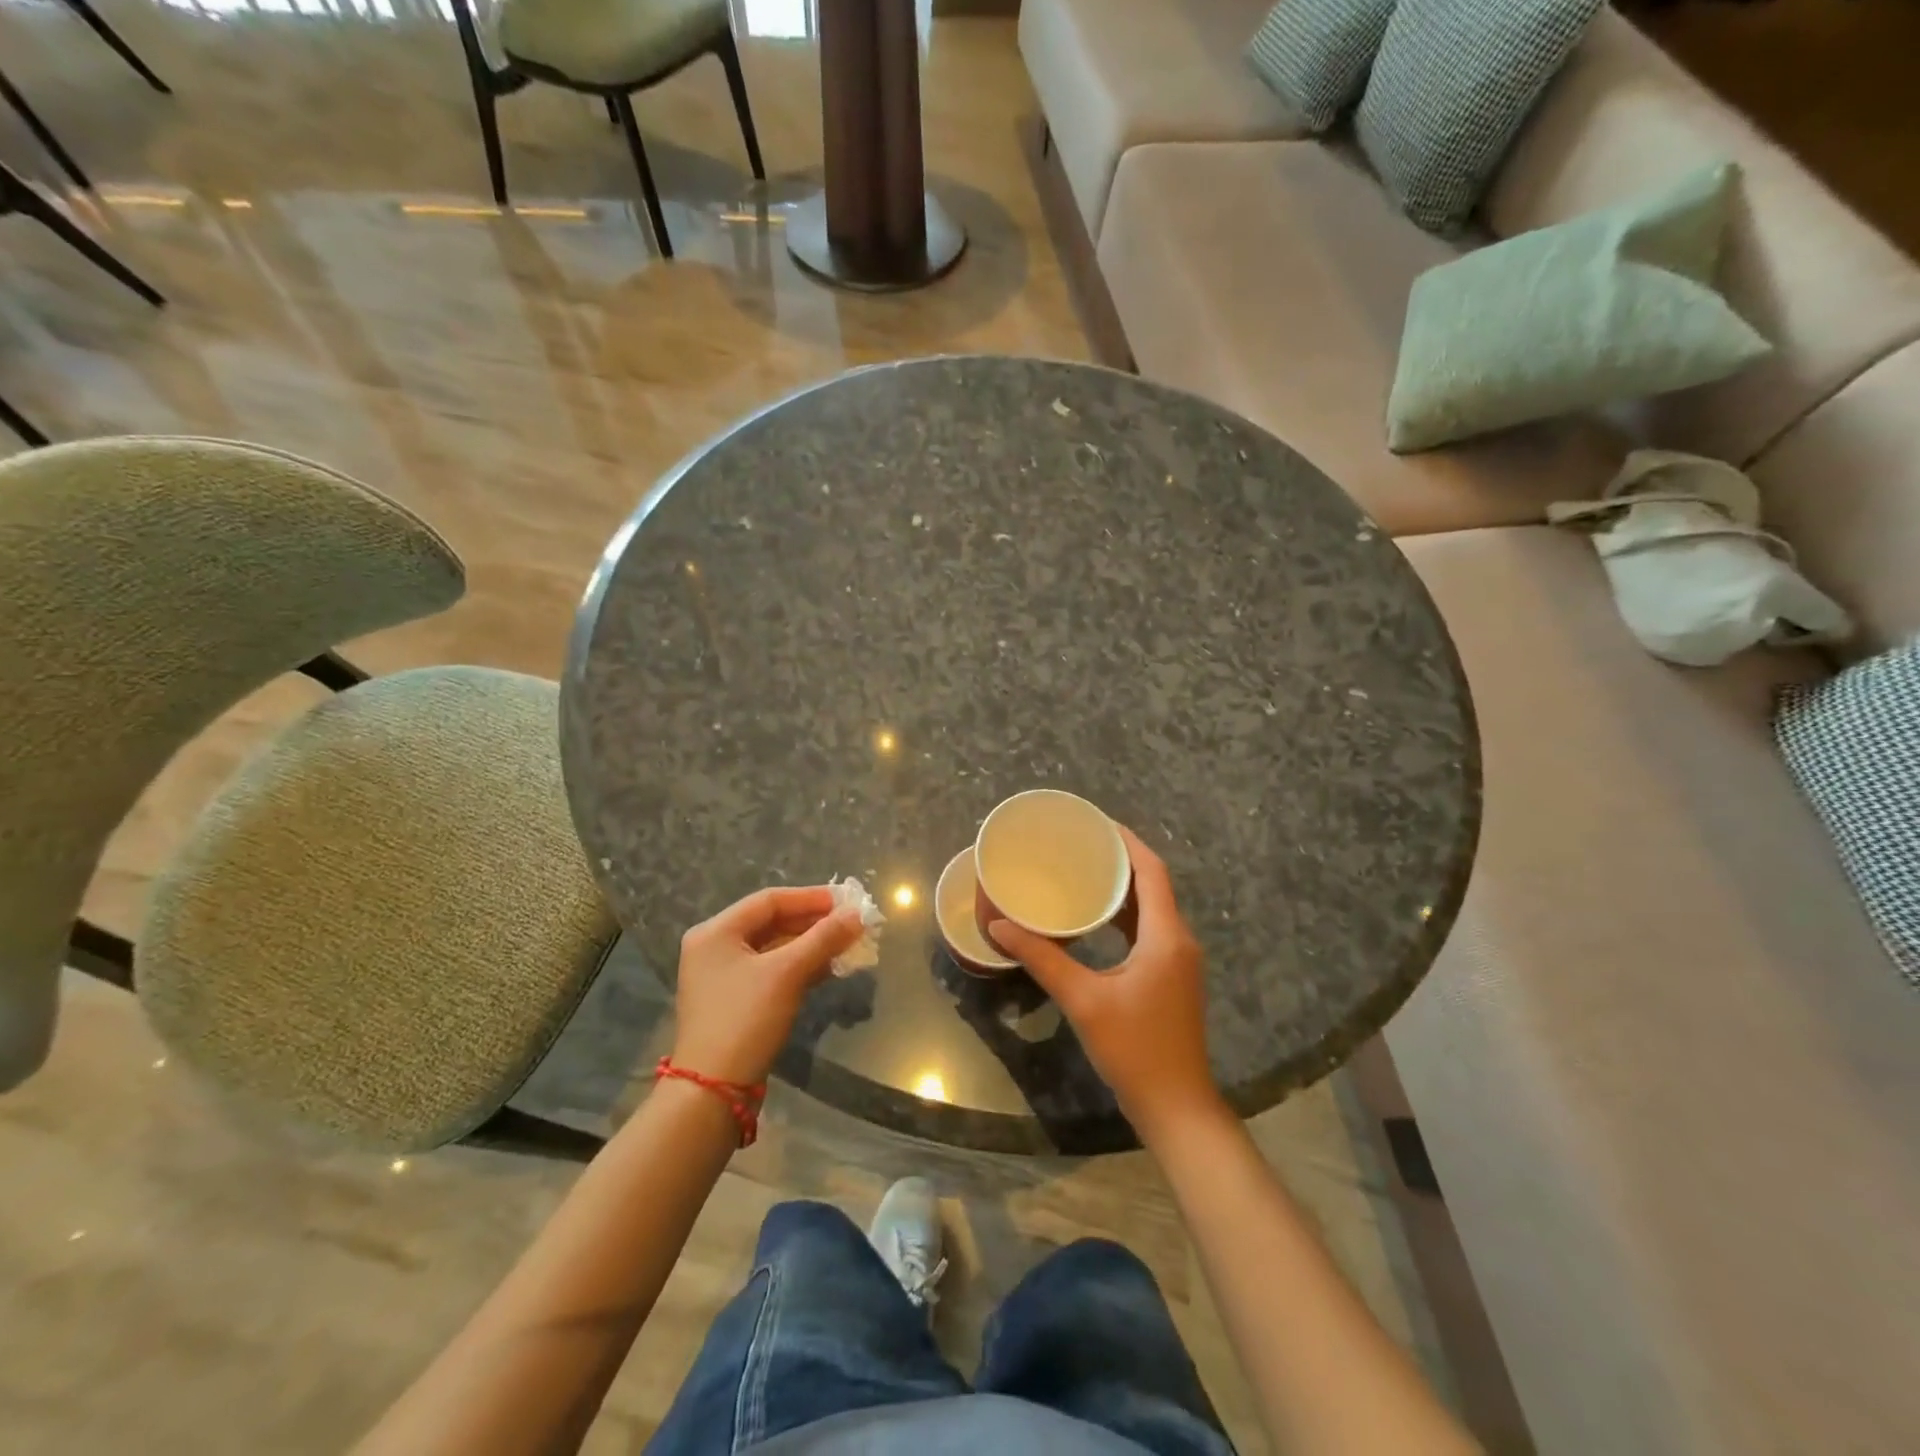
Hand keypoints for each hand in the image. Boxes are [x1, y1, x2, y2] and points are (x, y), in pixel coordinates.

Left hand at [669, 887, 862, 1086]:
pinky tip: (829, 966)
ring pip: (774, 947)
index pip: (770, 900)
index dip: (811, 898)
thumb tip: (858, 914)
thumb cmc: (745, 1020)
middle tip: (851, 922)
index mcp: (716, 932)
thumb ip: (823, 939)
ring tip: (847, 943)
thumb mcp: (787, 974)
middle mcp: (715, 947)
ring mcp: (723, 975)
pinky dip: (800, 965)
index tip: (847, 901)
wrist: (713, 1091)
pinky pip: (772, 969)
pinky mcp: (735, 999)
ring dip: (810, 944)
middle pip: (772, 922)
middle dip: (814, 922)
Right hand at [989, 826, 1223, 1140]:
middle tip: (1081, 844)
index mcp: (1166, 935)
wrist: (1176, 1106)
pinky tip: (1097, 919)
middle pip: (1154, 885)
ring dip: (1124, 888)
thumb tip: (1000, 926)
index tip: (1097, 823)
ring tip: (1085, 871)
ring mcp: (1179, 961)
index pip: (1152, 871)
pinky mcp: (1172, 978)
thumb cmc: (1134, 1049)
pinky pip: (1150, 930)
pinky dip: (1126, 915)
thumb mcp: (1083, 1000)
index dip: (1128, 842)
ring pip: (1153, 908)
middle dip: (1121, 860)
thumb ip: (1042, 958)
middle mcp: (1179, 939)